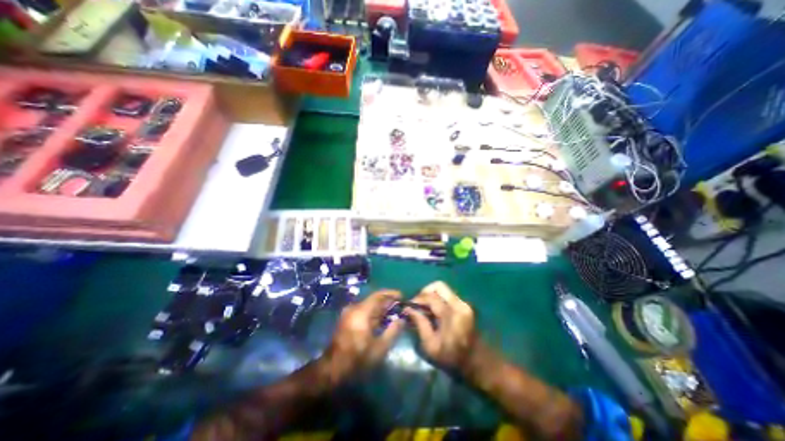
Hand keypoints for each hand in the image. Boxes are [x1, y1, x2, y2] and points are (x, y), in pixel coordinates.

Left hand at [321, 291, 404, 379]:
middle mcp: (354, 308)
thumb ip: (393, 331)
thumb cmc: (358, 358)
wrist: (333, 369)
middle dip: (388, 301)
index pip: (378, 295)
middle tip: (400, 306)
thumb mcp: (379, 348)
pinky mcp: (348, 319)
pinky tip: (383, 320)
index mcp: (361, 311)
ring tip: (394, 312)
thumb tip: (402, 319)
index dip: (391, 294)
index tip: (402, 296)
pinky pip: (364, 311)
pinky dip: (374, 314)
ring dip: (381, 308)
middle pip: (374, 300)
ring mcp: (349, 313)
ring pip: (369, 305)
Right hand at [405, 281, 477, 369]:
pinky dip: (437, 298)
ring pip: (443, 289)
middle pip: (438, 286)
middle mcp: (459, 304)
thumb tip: (408, 309)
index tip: (408, 307)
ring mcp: (463, 303)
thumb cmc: (452, 357)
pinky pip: (447, 295)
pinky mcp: (464, 304)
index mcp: (452, 315)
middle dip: (424, 293)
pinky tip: (433, 310)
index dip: (417, 300)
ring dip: (430, 295)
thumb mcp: (431, 346)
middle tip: (417, 304)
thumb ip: (420, 324)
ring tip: (424, 307)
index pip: (431, 297)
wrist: (476, 361)